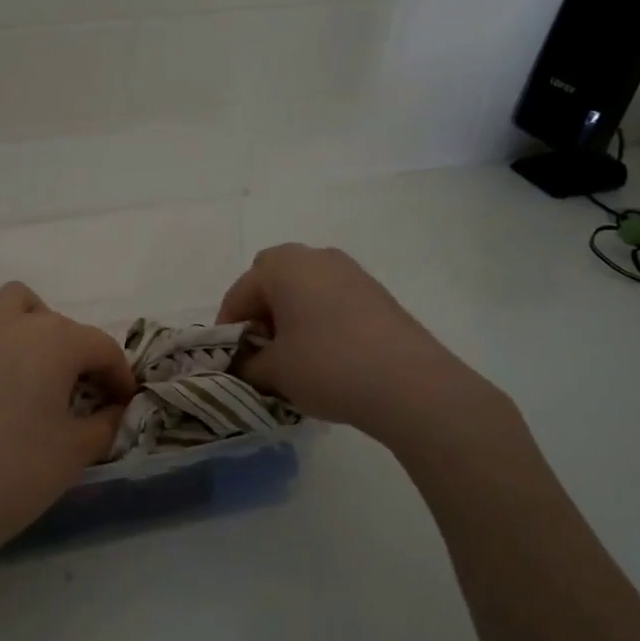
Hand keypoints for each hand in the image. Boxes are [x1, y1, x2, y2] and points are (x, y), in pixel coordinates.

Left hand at [0, 283, 136, 574]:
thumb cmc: (16, 473)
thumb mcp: (76, 451)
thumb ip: (105, 422)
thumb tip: (113, 409)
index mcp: (53, 341)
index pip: (100, 346)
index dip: (119, 374)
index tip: (124, 402)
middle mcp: (11, 325)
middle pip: (58, 322)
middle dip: (78, 351)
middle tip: (82, 392)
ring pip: (12, 308)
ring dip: (34, 330)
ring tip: (38, 376)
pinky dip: (1, 348)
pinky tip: (0, 394)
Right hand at [218, 244, 507, 446]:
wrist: (410, 384)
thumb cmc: (327, 366)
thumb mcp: (274, 371)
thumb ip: (248, 365)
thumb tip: (245, 365)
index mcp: (282, 265)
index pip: (239, 293)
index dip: (228, 328)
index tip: (229, 359)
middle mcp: (315, 256)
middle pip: (272, 282)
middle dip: (261, 314)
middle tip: (261, 351)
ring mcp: (351, 272)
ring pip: (304, 290)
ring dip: (291, 317)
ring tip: (293, 358)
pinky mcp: (377, 293)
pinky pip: (332, 300)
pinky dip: (319, 321)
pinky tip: (326, 357)